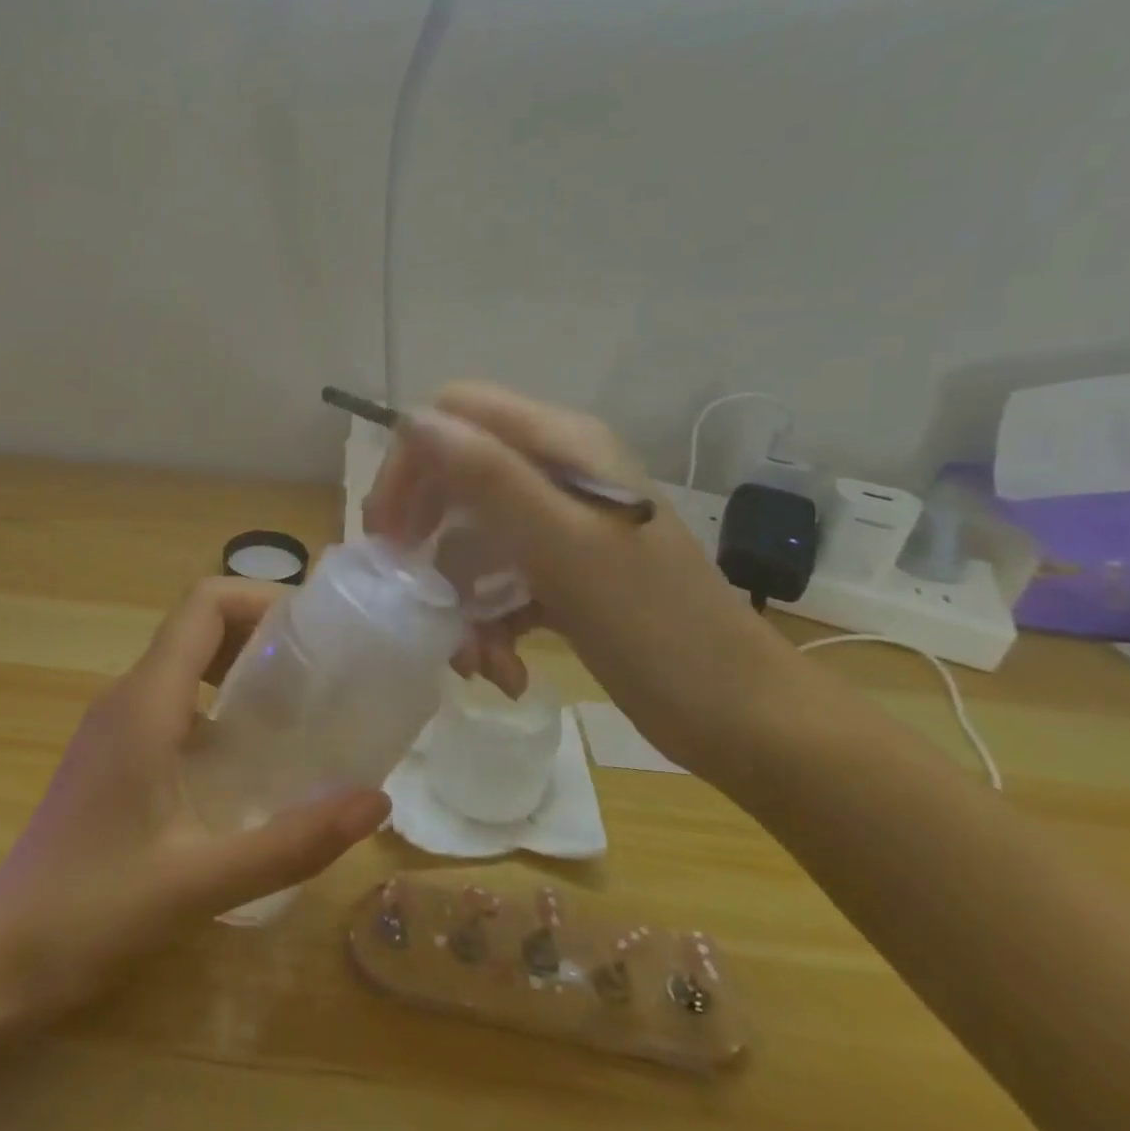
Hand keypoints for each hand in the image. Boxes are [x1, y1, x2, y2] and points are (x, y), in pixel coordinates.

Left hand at [0, 578, 387, 1016]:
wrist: (1, 959)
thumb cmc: (93, 912)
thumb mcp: (203, 881)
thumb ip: (293, 841)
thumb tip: (376, 800)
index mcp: (145, 703)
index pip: (204, 605)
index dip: (262, 598)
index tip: (316, 630)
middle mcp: (126, 696)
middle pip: (197, 624)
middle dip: (261, 630)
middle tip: (321, 669)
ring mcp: (114, 724)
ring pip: (184, 662)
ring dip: (239, 666)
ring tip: (298, 706)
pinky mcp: (112, 752)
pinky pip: (172, 700)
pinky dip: (217, 704)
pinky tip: (249, 757)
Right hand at [364, 382, 803, 779]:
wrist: (738, 716)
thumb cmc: (654, 627)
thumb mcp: (563, 547)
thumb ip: (489, 477)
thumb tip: (413, 421)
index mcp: (563, 446)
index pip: (455, 415)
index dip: (411, 463)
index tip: (390, 531)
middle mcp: (557, 473)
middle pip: (454, 477)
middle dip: (426, 539)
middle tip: (409, 591)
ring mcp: (559, 525)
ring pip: (468, 538)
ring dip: (456, 596)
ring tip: (473, 659)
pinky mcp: (560, 571)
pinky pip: (494, 579)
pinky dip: (485, 622)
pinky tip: (500, 668)